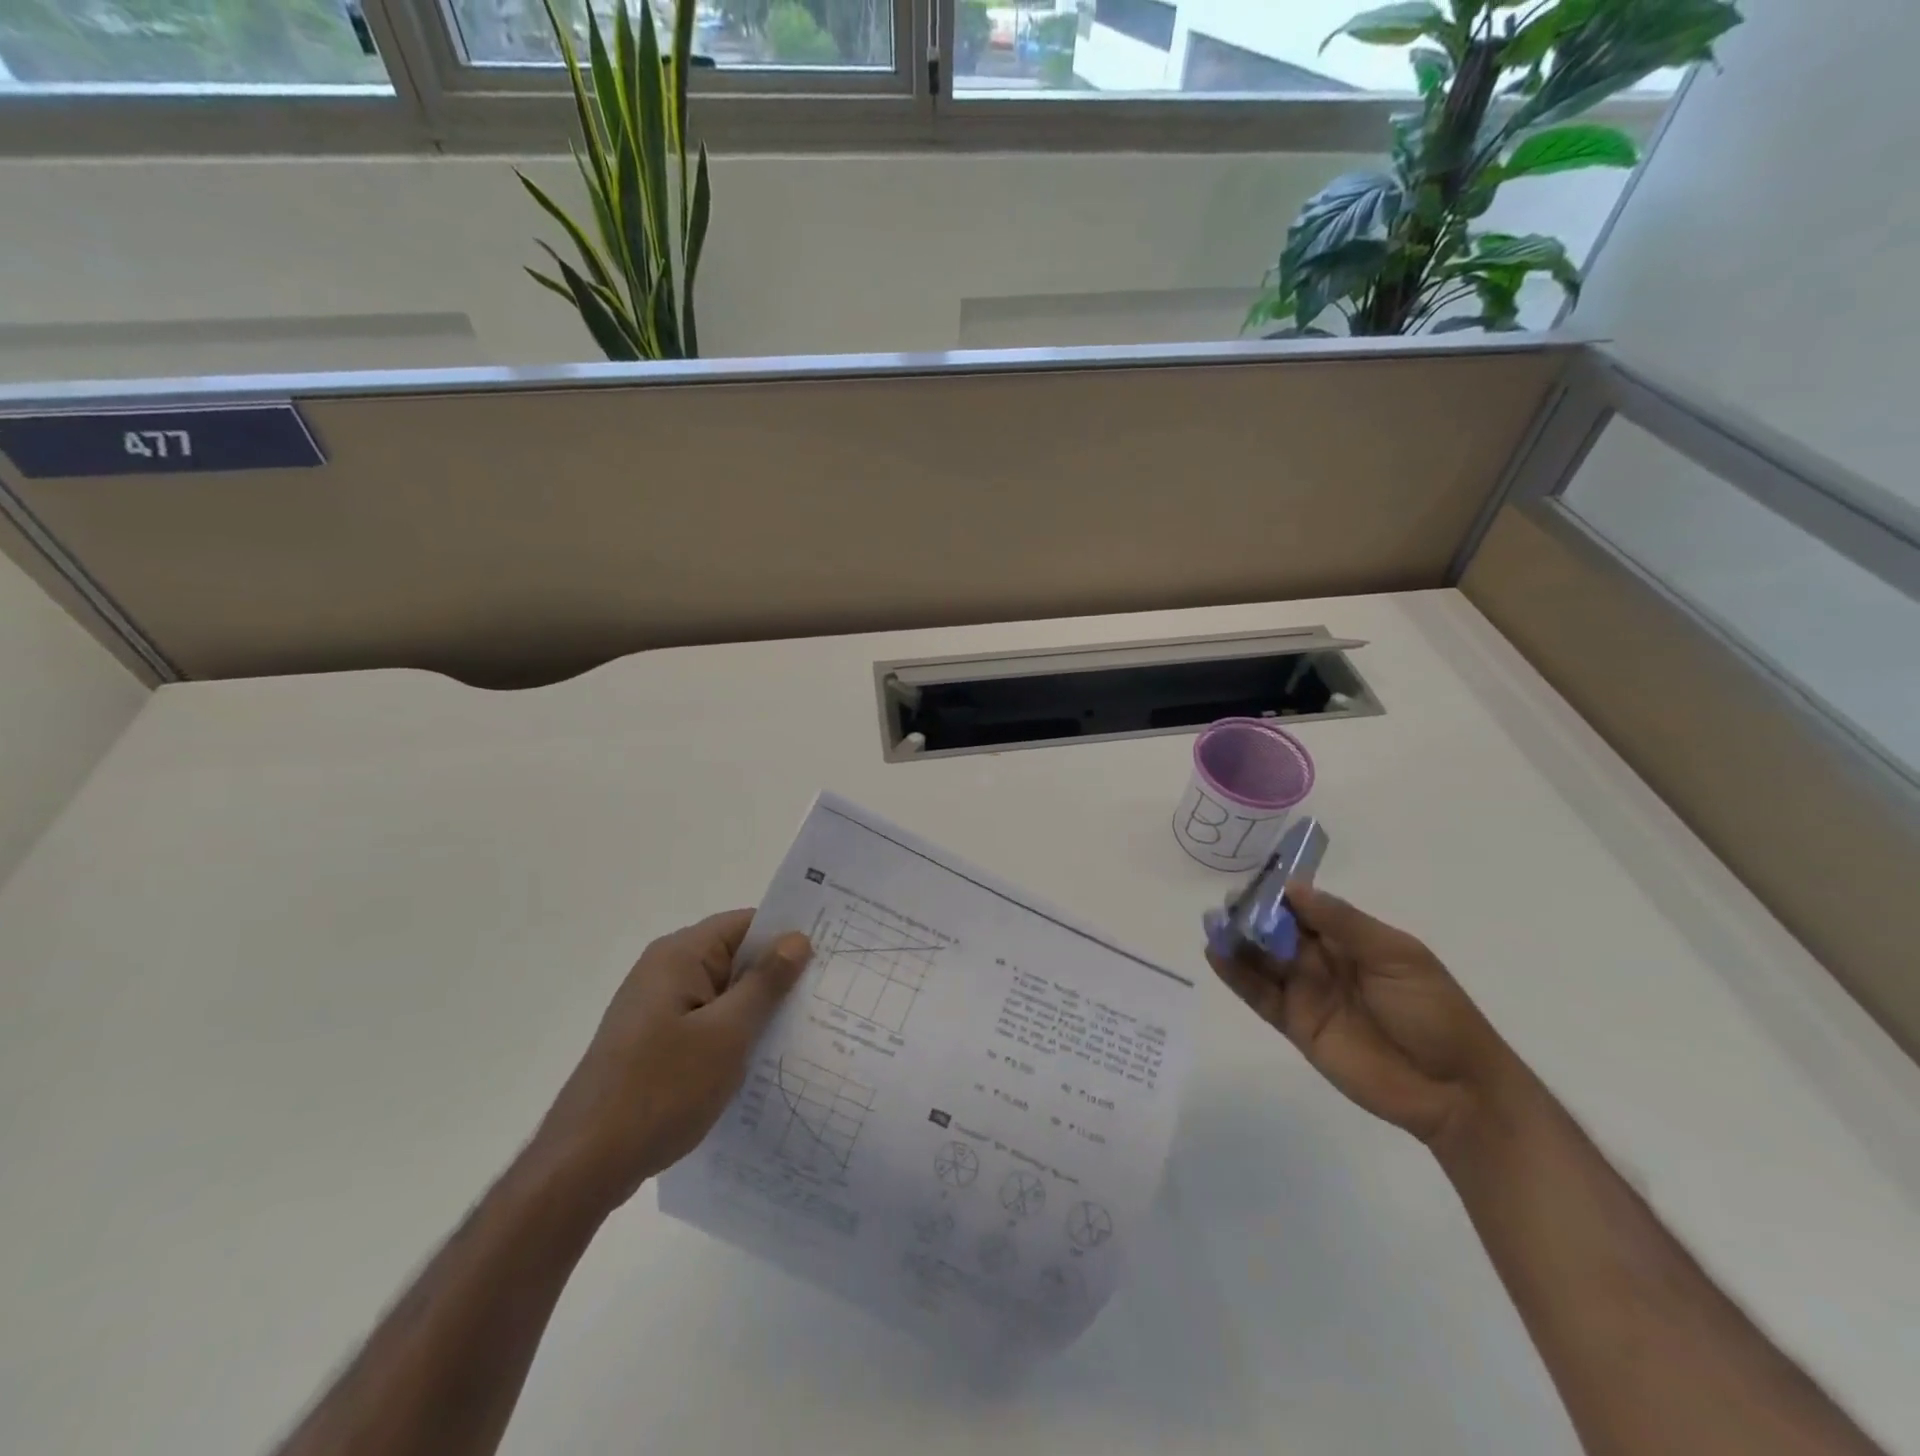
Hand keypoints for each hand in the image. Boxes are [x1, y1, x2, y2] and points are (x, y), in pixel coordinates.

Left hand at [533, 910, 811, 1211]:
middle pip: (734, 957)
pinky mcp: (652, 1041)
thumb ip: (764, 983)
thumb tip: (797, 938)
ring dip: (757, 1009)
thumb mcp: (726, 1034)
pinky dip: (734, 1033)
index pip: (746, 924)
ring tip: (805, 1028)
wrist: (582, 1165)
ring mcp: (656, 1008)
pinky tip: (762, 1059)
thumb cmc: (660, 1090)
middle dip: (777, 976)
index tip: (830, 955)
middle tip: (828, 995)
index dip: (787, 936)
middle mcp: (664, 970)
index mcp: (679, 955)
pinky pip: (706, 1021)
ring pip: (722, 993)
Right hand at [1206, 883, 1518, 1146]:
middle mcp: (1322, 960)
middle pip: (1277, 930)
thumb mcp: (1395, 956)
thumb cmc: (1434, 1012)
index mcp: (1350, 938)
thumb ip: (1343, 923)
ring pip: (1261, 959)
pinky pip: (1258, 994)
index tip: (1253, 880)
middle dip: (1251, 914)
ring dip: (1236, 940)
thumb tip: (1293, 888)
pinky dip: (1235, 975)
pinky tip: (1215, 954)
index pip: (1305, 907)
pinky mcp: (1293, 1023)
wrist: (1453, 1089)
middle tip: (1227, 905)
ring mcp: (1305, 991)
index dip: (1279, 893)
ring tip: (1212, 924)